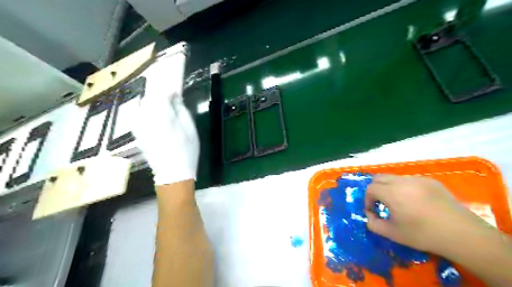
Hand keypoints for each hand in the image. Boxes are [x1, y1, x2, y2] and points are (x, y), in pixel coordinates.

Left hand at [132, 83, 199, 186]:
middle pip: (149, 94)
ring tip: (164, 92)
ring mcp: (138, 125)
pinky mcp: (137, 131)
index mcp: (160, 116)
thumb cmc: (186, 151)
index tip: (174, 75)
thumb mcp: (190, 128)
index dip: (166, 80)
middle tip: (169, 81)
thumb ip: (180, 108)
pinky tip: (157, 108)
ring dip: (153, 95)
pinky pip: (141, 112)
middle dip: (159, 86)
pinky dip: (149, 106)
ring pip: (144, 102)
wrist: (172, 174)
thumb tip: (174, 94)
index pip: (159, 90)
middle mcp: (144, 118)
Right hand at [364, 174, 487, 252]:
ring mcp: (418, 179)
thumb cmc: (423, 234)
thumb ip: (373, 224)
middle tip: (381, 203)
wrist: (461, 234)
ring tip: (399, 202)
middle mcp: (402, 181)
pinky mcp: (431, 181)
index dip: (367, 199)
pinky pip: (410, 180)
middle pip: (379, 178)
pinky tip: (416, 201)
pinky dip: (405, 187)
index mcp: (391, 192)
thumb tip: (369, 215)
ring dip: (389, 187)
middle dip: (375, 189)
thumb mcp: (392, 233)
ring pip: (394, 177)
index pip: (370, 188)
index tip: (373, 211)